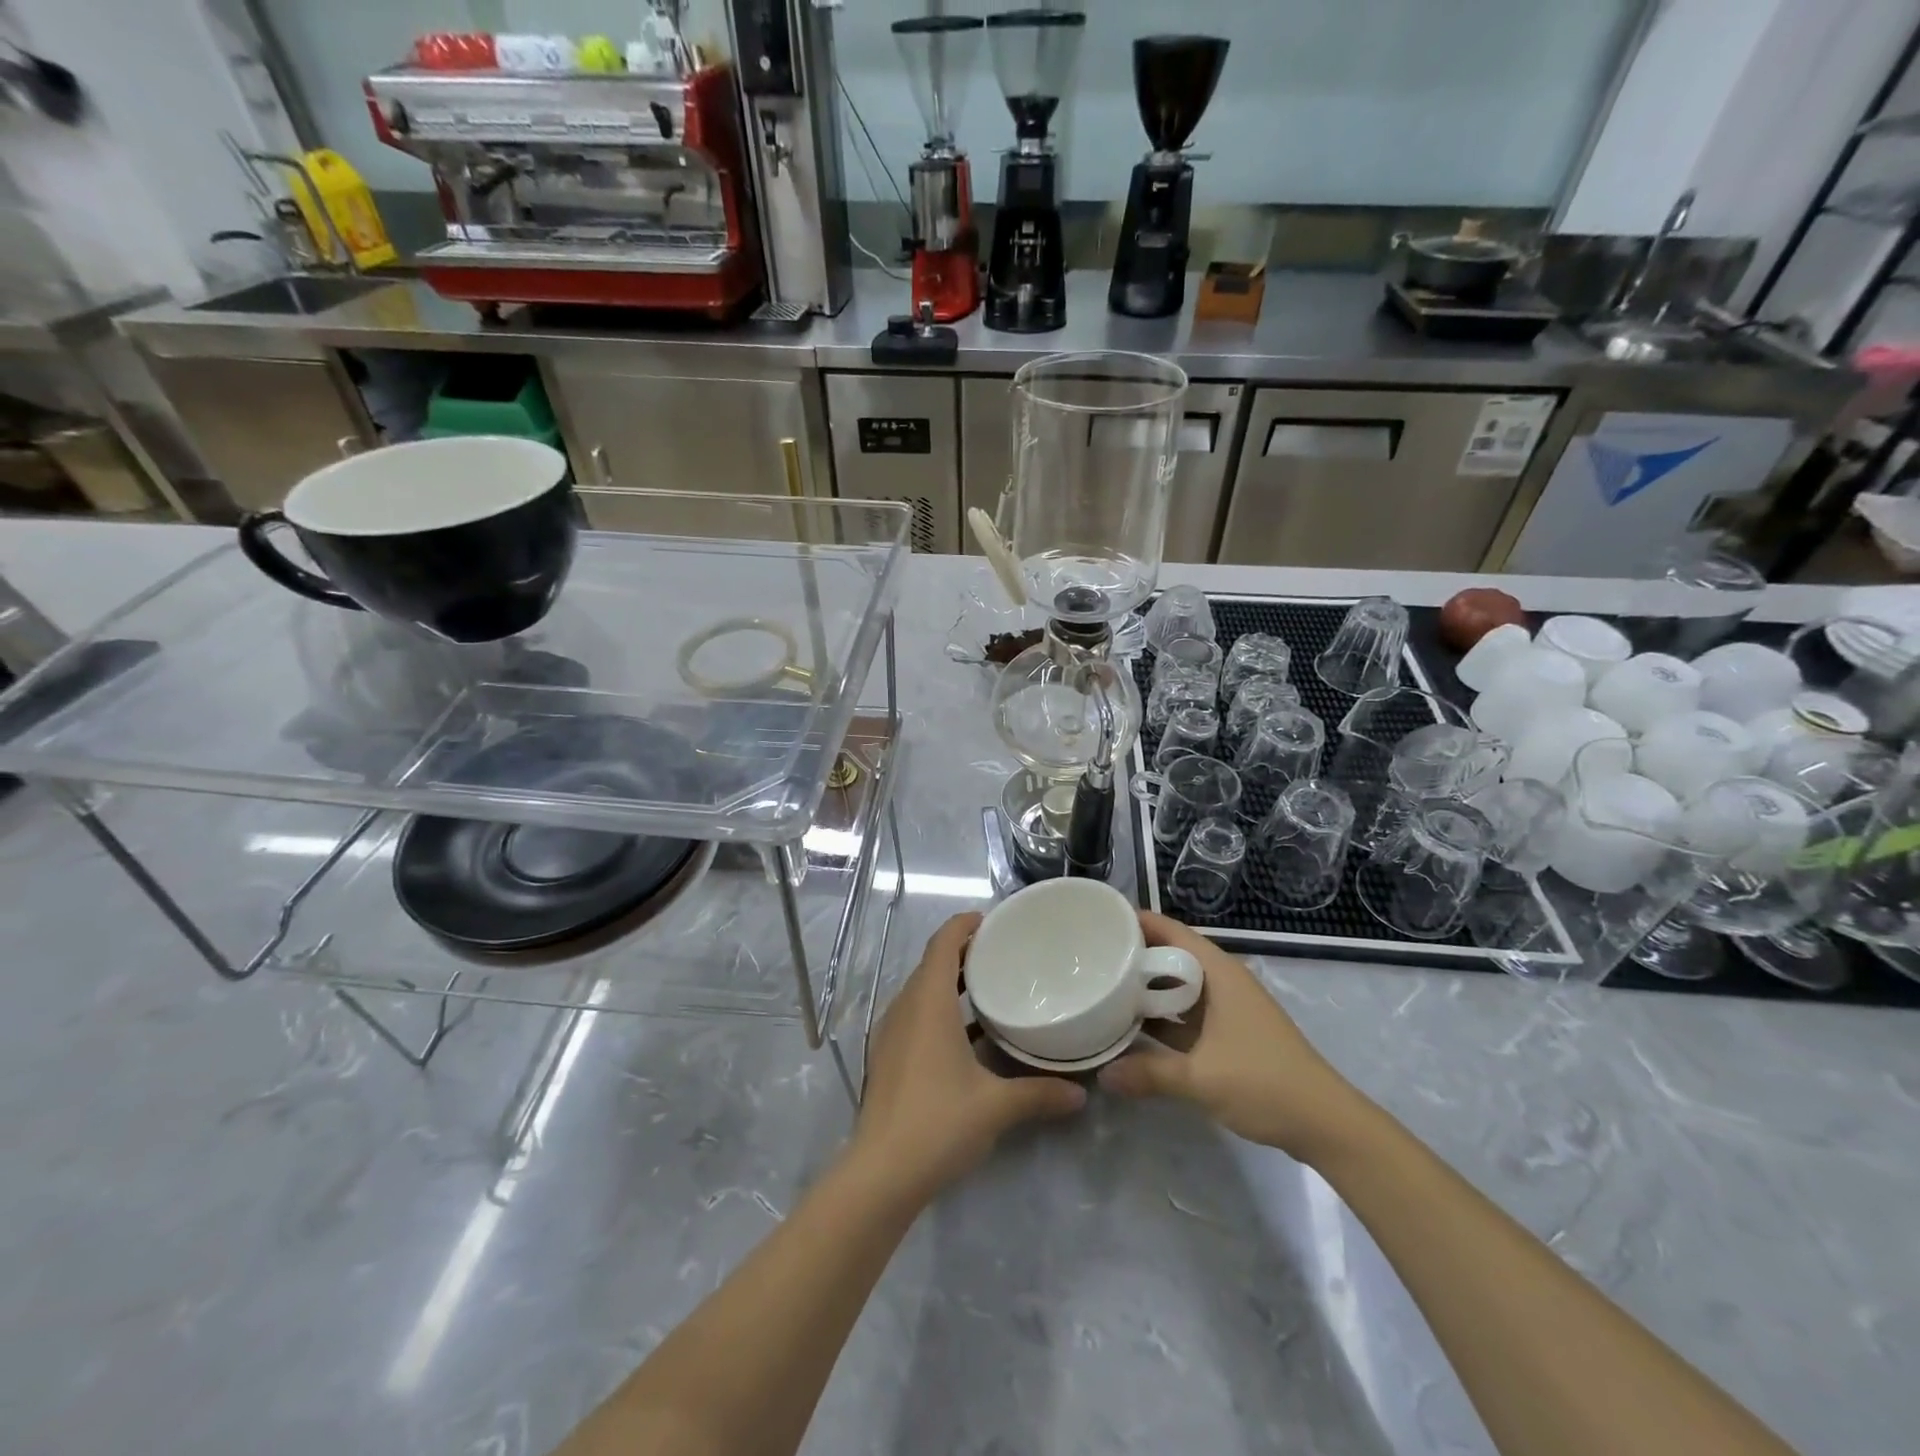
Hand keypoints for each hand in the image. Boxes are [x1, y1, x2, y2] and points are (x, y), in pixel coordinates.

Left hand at [851, 913, 1085, 1201]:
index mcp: (928, 1003)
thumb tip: (1081, 1094)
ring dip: (949, 981)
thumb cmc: (939, 1122)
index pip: (942, 944)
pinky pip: (914, 1014)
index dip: (963, 925)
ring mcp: (891, 1033)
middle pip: (931, 963)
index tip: (990, 920)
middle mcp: (905, 1008)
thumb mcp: (996, 1106)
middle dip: (962, 952)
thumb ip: (1039, 1093)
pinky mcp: (887, 1056)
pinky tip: (965, 1034)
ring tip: (988, 987)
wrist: (881, 1173)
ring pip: (921, 990)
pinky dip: (938, 1008)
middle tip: (1001, 953)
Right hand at [1098, 912, 1366, 1162]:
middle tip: (1090, 956)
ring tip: (1103, 988)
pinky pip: (1186, 1014)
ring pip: (1178, 987)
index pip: (1171, 931)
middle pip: (1172, 956)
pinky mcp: (1229, 1034)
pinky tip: (1134, 1028)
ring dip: (1147, 989)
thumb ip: (1149, 1074)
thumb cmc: (1265, 1083)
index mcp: (1219, 973)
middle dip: (1134, 956)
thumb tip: (1102, 1075)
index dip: (1137, 922)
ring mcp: (1227, 1009)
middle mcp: (1222, 982)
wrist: (1326, 1124)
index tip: (1099, 920)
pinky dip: (1162, 1017)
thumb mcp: (1202, 1078)